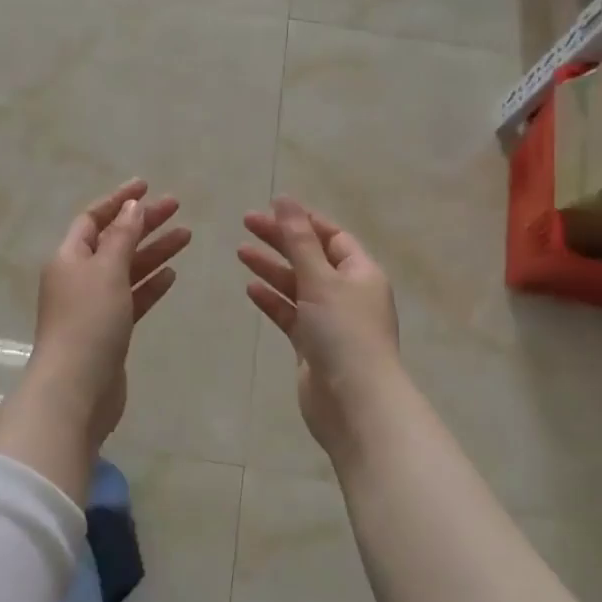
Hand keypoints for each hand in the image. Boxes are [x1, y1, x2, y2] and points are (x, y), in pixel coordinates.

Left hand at [27, 179, 191, 452]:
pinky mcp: (109, 331)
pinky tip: (172, 276)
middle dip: (143, 223)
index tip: (147, 185)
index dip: (118, 200)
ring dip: (154, 252)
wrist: (77, 389)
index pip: (93, 219)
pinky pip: (132, 299)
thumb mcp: (106, 270)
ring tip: (187, 236)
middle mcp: (78, 278)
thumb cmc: (88, 322)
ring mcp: (93, 306)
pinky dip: (150, 285)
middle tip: (177, 208)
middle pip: (114, 241)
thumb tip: (130, 206)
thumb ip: (121, 236)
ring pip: (127, 270)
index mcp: (69, 258)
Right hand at [239, 197, 402, 462]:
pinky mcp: (313, 346)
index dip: (303, 221)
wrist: (353, 402)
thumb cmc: (343, 333)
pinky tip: (250, 290)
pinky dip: (272, 301)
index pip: (332, 236)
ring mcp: (330, 321)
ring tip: (240, 252)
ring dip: (272, 269)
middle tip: (245, 223)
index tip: (271, 208)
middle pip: (311, 258)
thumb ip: (298, 240)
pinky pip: (290, 315)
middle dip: (281, 240)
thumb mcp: (320, 279)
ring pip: (297, 286)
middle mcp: (348, 293)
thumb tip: (285, 200)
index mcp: (361, 273)